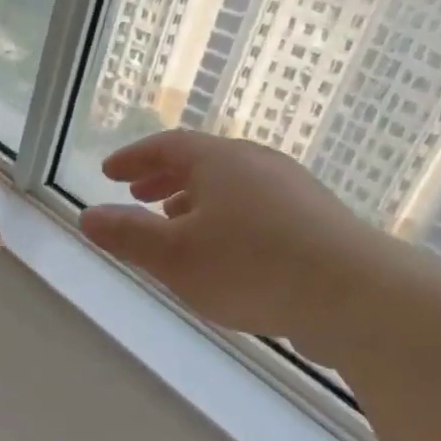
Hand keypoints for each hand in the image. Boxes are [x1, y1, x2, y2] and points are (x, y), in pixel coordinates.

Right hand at [80, 130, 396, 352]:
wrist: (353, 294)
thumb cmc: (250, 267)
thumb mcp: (173, 256)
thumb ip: (127, 235)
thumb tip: (88, 217)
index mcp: (219, 162)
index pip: (166, 146)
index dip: (133, 158)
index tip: (109, 172)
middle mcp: (256, 164)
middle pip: (201, 161)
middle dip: (163, 177)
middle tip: (137, 193)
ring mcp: (291, 189)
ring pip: (230, 185)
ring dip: (195, 199)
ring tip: (175, 222)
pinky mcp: (314, 220)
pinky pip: (254, 206)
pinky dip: (225, 216)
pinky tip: (225, 250)